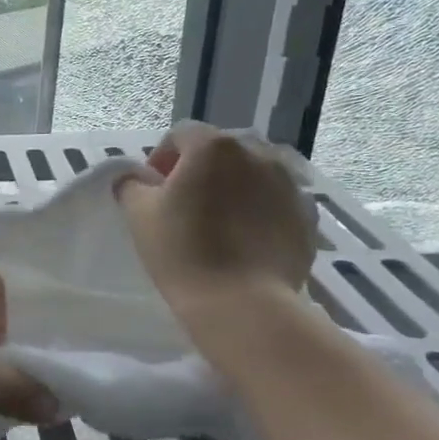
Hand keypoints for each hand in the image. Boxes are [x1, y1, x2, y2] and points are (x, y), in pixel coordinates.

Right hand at [115, 122, 316, 305]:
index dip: (162, 158)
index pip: (180, 135)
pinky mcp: (307, 215)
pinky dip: (260, 211)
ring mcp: (288, 184)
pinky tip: (245, 241)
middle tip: (184, 205)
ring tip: (219, 223)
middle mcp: (257, 154)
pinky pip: (275, 202)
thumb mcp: (139, 215)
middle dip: (200, 171)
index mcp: (213, 147)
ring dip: (233, 188)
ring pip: (252, 174)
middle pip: (220, 152)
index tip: (153, 190)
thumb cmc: (183, 252)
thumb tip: (134, 178)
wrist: (243, 304)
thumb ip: (131, 185)